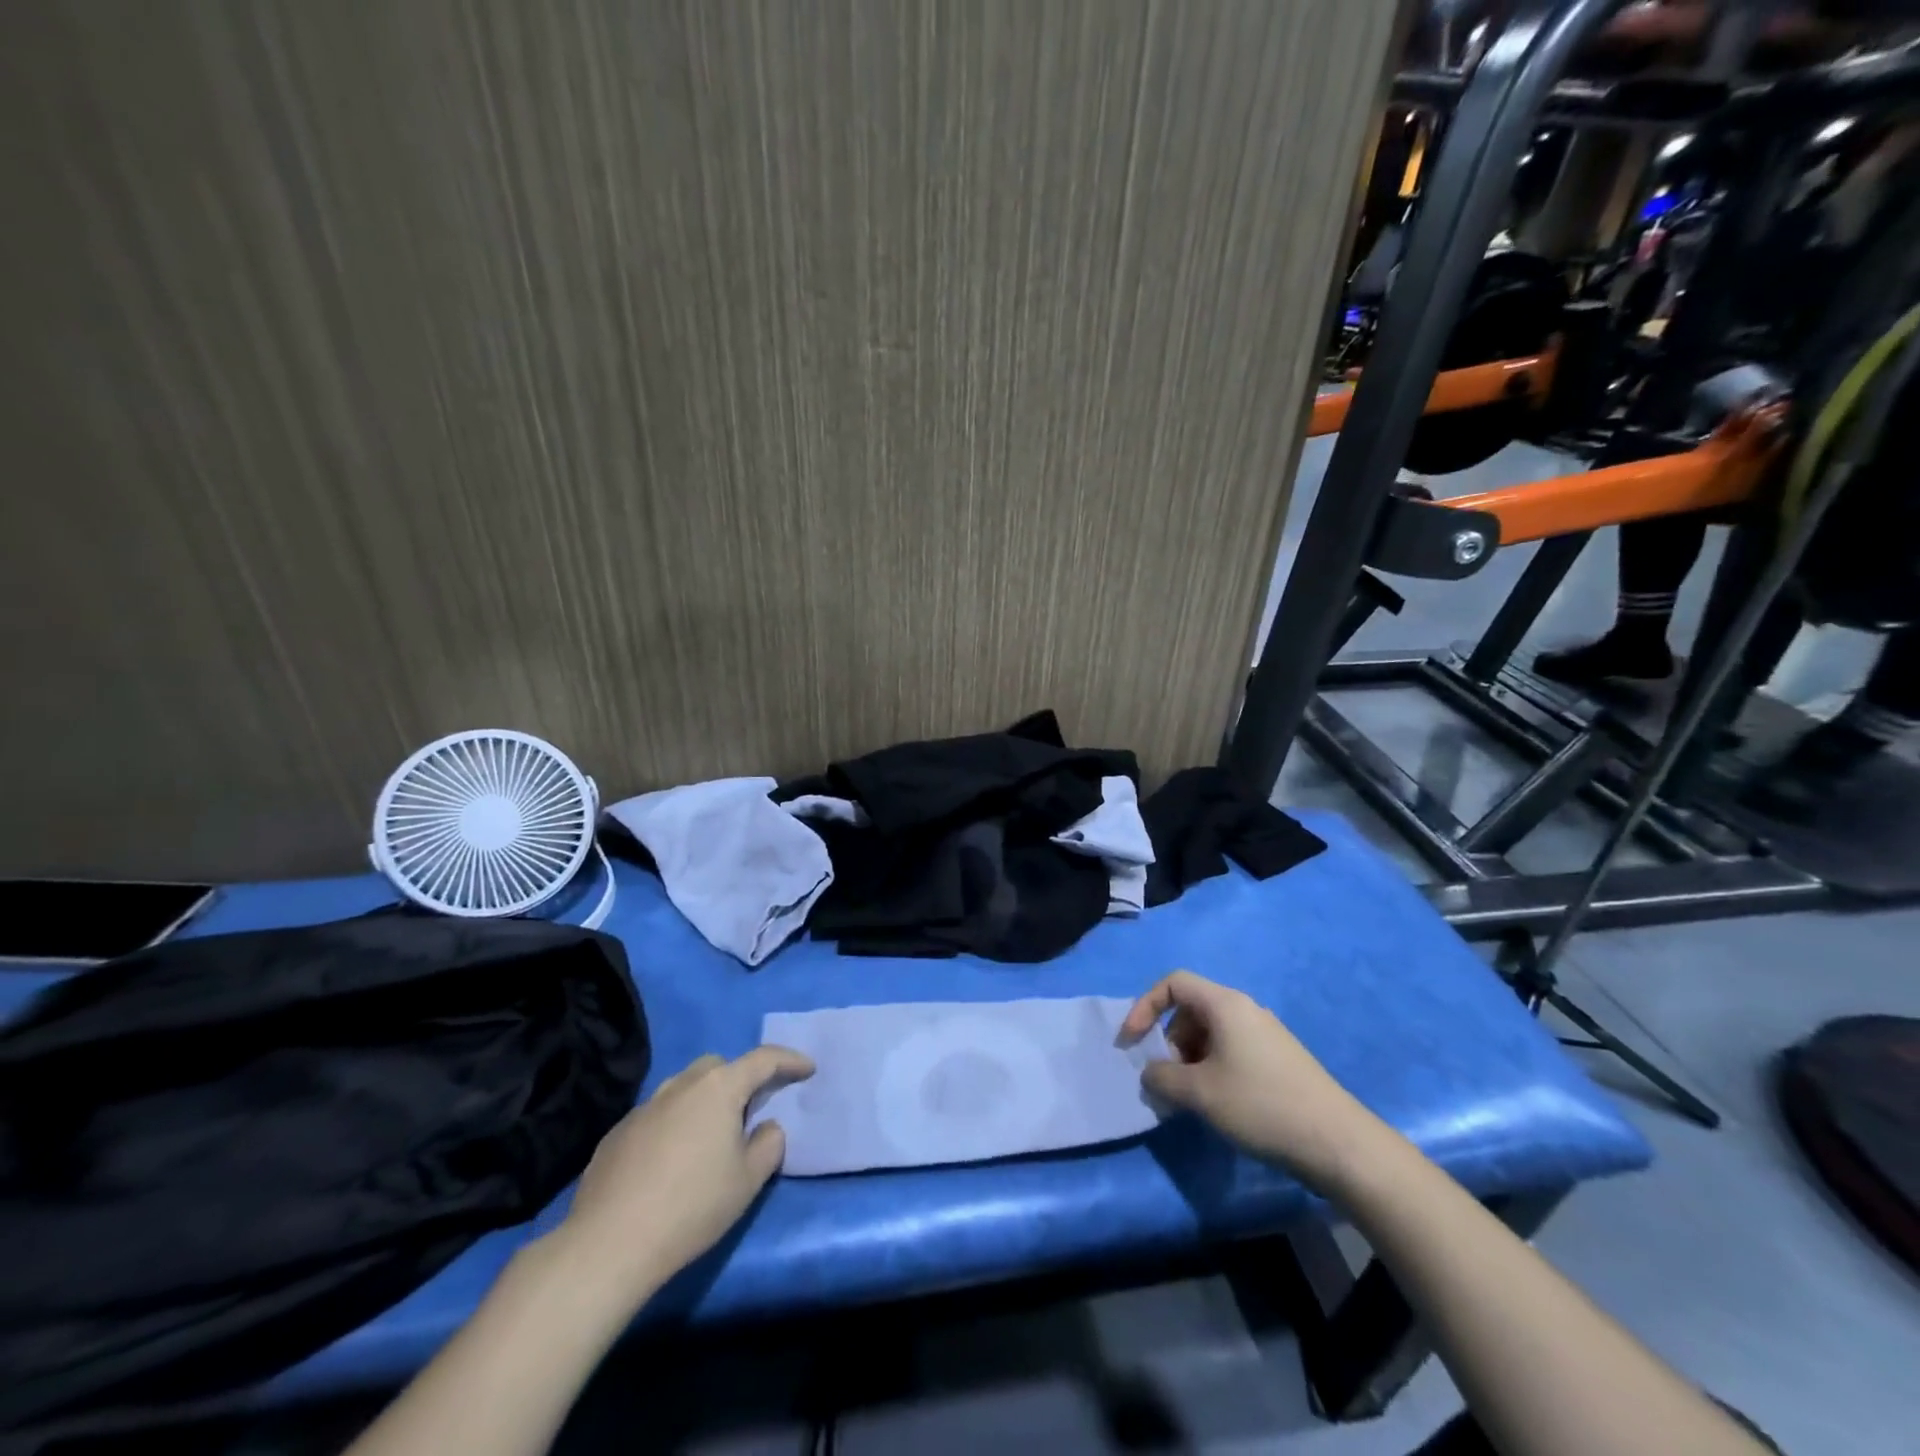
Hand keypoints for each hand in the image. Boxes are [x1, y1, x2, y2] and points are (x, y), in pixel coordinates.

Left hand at [555, 1046, 813, 1299]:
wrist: (608, 1244)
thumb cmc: (692, 1206)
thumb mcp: (748, 1181)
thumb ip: (769, 1145)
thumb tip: (766, 1127)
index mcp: (719, 1088)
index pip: (764, 1059)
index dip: (790, 1060)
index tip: (807, 1068)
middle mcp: (682, 1085)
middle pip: (719, 1067)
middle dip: (740, 1078)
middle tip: (752, 1108)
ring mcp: (645, 1106)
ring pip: (685, 1088)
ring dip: (704, 1101)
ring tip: (710, 1136)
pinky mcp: (617, 1132)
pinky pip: (657, 1115)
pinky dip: (673, 1124)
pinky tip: (669, 1162)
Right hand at [1118, 970, 1387, 1192]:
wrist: (1337, 1142)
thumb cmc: (1260, 1105)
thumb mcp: (1199, 1093)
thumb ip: (1162, 1078)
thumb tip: (1151, 1073)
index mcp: (1225, 1004)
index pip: (1173, 983)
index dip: (1144, 1007)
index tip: (1131, 1042)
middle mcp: (1245, 1009)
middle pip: (1191, 1009)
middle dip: (1169, 1041)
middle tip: (1167, 1080)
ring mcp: (1265, 1034)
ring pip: (1211, 1033)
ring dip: (1189, 1059)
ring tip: (1191, 1098)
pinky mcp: (1279, 1058)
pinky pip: (1231, 1050)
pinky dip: (1212, 1068)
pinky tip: (1219, 1104)